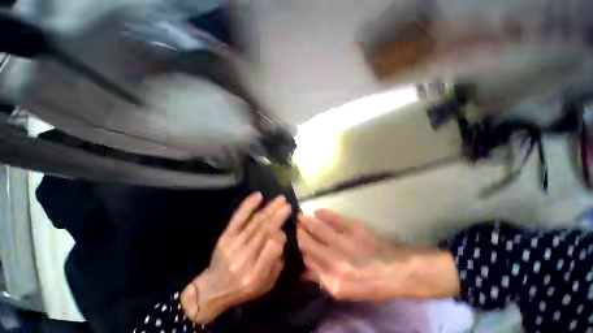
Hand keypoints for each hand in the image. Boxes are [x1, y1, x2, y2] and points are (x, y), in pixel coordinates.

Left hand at [181, 193, 290, 322]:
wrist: (213, 289)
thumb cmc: (243, 289)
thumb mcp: (266, 285)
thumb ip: (277, 265)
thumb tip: (282, 238)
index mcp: (256, 274)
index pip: (273, 248)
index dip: (281, 235)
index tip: (285, 230)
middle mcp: (244, 258)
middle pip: (265, 231)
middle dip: (278, 216)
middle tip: (288, 205)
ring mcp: (233, 245)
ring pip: (255, 222)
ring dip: (269, 208)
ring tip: (280, 199)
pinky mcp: (225, 236)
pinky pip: (238, 218)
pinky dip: (248, 206)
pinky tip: (258, 196)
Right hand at [297, 209, 459, 300]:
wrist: (395, 271)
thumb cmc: (368, 283)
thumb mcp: (343, 290)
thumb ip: (321, 279)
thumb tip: (304, 268)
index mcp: (332, 280)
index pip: (308, 259)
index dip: (300, 248)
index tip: (295, 240)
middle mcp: (335, 261)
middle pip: (309, 242)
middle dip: (300, 233)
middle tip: (295, 225)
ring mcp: (344, 242)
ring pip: (317, 228)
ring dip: (307, 221)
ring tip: (301, 217)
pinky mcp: (354, 228)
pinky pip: (333, 218)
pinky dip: (323, 213)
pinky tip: (317, 212)